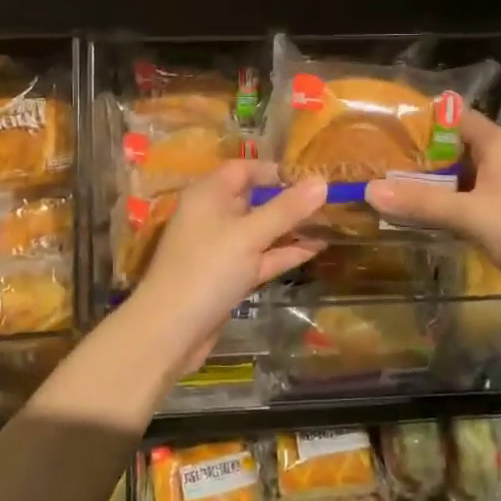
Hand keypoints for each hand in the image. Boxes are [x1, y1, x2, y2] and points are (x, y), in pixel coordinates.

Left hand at [124, 161, 328, 381]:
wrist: (170, 332)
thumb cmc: (206, 270)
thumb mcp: (249, 235)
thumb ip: (286, 209)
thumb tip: (322, 182)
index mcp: (208, 195)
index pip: (242, 169)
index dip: (274, 170)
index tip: (310, 176)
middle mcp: (212, 216)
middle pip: (253, 199)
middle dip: (288, 199)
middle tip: (328, 198)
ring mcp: (221, 249)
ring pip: (260, 230)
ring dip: (291, 227)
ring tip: (330, 221)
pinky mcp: (229, 276)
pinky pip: (261, 257)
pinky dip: (284, 252)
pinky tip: (316, 249)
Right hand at [364, 109, 500, 298]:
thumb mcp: (472, 214)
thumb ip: (422, 202)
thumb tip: (369, 190)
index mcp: (497, 143)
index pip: (453, 115)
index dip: (419, 117)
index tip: (382, 125)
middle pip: (452, 146)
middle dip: (416, 154)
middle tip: (373, 161)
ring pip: (460, 175)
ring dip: (430, 182)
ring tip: (387, 187)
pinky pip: (469, 198)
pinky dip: (446, 203)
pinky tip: (421, 216)